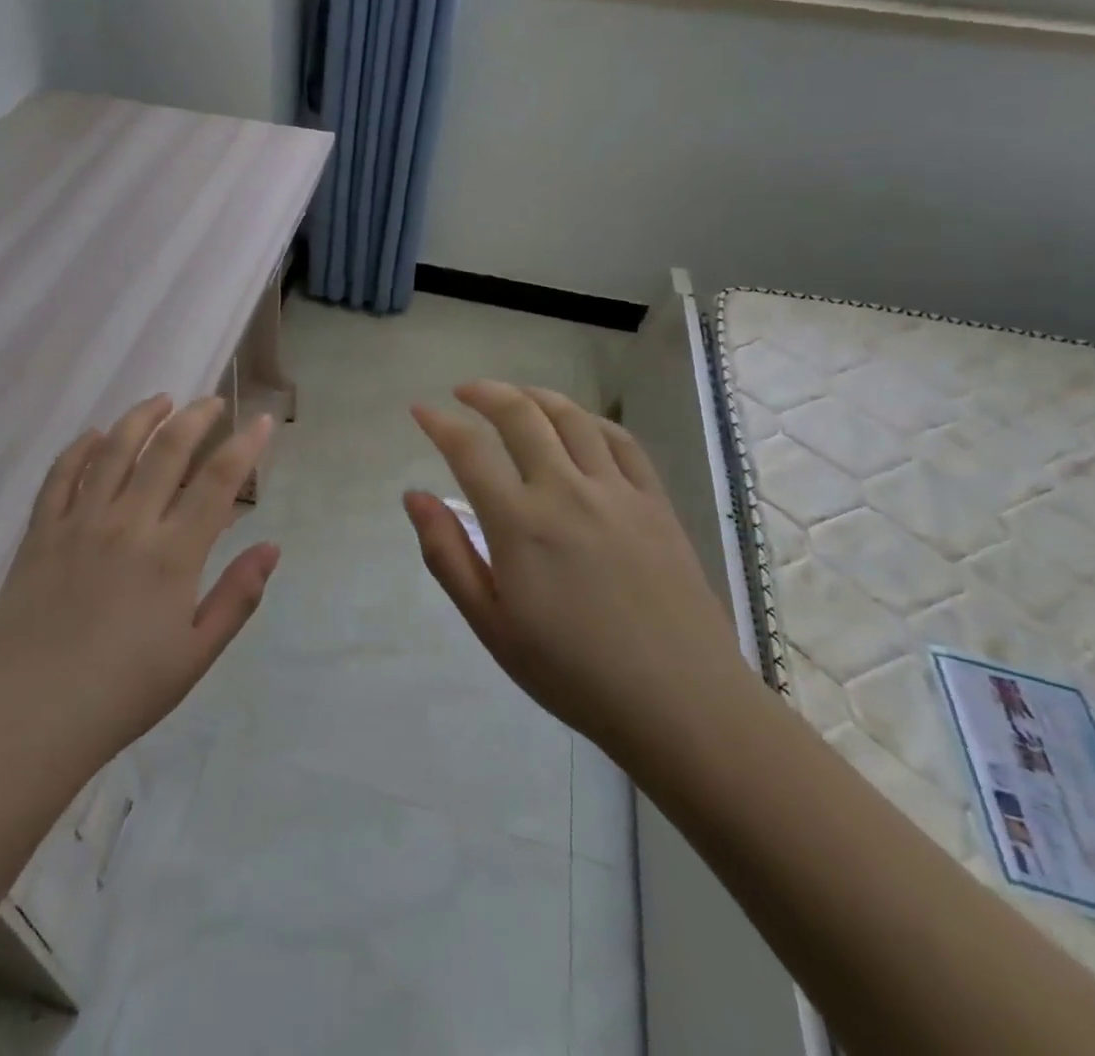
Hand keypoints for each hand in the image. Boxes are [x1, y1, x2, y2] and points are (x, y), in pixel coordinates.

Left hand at [0, 394, 277, 775]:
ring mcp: (77, 523)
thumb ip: (237, 597)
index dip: (246, 445)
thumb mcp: (196, 656)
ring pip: (113, 448)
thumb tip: (272, 547)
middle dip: (197, 417)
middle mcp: (127, 524)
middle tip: (212, 402)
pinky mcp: (39, 533)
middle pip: (168, 449)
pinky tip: (95, 435)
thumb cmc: (122, 695)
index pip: (219, 481)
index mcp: (172, 555)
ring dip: (142, 417)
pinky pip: (59, 474)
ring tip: (161, 400)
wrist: (28, 722)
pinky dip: (80, 447)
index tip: (263, 421)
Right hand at [403, 381, 746, 763]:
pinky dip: (590, 420)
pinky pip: (621, 441)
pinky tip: (578, 423)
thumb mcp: (491, 624)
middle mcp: (566, 491)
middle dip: (485, 393)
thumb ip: (447, 554)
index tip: (420, 410)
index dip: (439, 423)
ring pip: (571, 418)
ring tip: (515, 396)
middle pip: (521, 415)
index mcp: (520, 523)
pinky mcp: (655, 502)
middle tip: (464, 392)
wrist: (681, 703)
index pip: (469, 450)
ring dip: (535, 395)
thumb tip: (414, 496)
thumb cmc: (571, 672)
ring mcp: (617, 492)